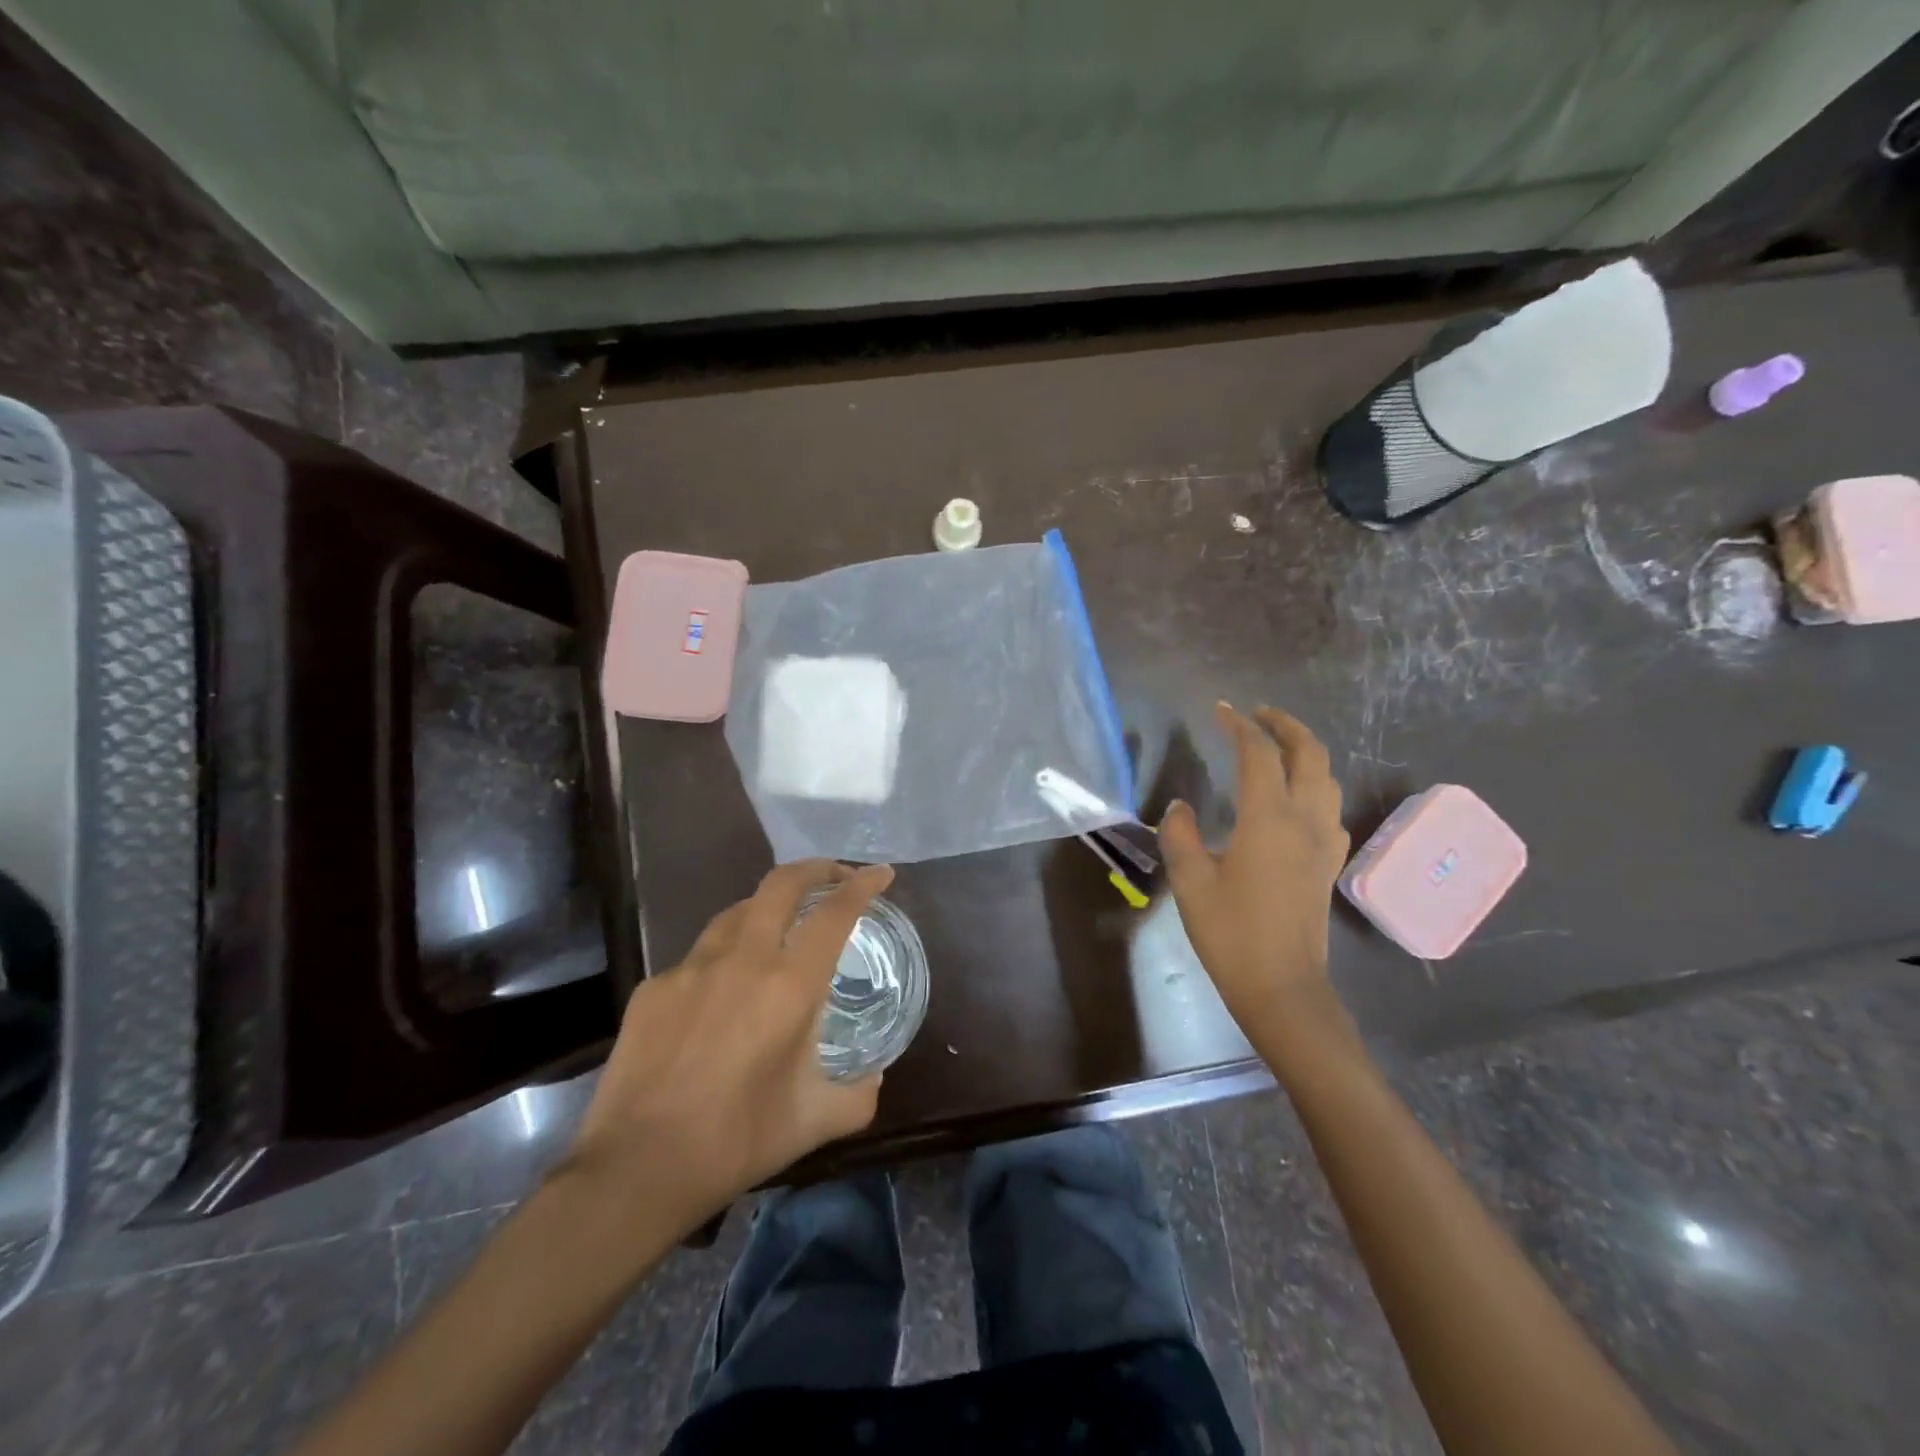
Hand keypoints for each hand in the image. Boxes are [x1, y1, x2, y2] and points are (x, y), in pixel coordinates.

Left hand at [559, 860, 893, 1230]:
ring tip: (778, 928)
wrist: (636, 1170)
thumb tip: (873, 1077)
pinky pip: (697, 957)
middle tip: (834, 876)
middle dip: (816, 869)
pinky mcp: (653, 987)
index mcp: (790, 984)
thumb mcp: (815, 1121)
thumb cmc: (738, 1141)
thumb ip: (858, 1094)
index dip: (863, 885)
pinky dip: (722, 959)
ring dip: (766, 908)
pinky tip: (719, 995)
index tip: (880, 874)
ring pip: (736, 912)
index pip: (835, 912)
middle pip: (781, 884)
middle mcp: (743, 959)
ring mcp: (691, 968)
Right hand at [1160, 703, 1350, 1041]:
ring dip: (1303, 751)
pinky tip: (1292, 798)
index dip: (1239, 726)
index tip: (1220, 710)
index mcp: (1269, 819)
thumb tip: (1180, 807)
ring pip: (1326, 777)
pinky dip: (1313, 783)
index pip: (1259, 754)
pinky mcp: (1330, 862)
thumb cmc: (1231, 933)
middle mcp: (1306, 820)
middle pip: (1309, 753)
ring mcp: (1325, 841)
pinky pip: (1329, 806)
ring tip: (1274, 747)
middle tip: (1256, 714)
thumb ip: (1180, 835)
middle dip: (1285, 725)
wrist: (1283, 987)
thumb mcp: (1190, 882)